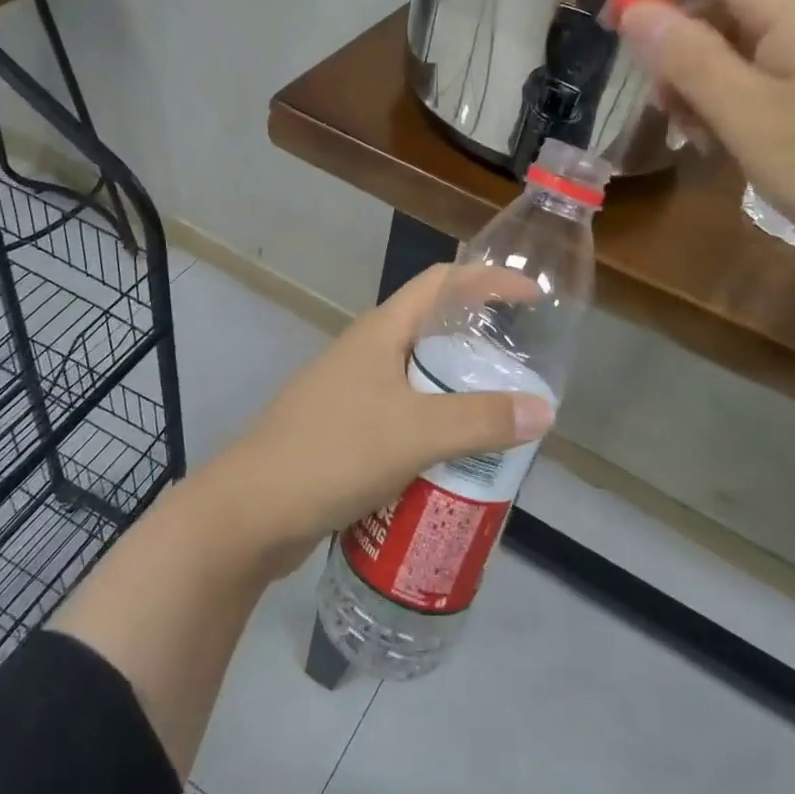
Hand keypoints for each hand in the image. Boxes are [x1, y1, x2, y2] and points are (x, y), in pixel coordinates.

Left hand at [198, 265, 554, 573]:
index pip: (442, 283)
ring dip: (459, 392)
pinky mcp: (346, 430)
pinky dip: (436, 428)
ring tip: (501, 417)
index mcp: (381, 331)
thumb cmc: (333, 453)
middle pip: (434, 330)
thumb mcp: (416, 434)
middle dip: (481, 344)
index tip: (534, 297)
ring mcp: (352, 391)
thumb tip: (544, 410)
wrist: (250, 512)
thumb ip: (480, 421)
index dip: (489, 281)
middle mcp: (367, 352)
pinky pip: (404, 416)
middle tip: (524, 370)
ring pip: (419, 378)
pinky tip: (457, 459)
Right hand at [574, 0, 794, 256]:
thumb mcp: (751, 120)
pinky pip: (763, 54)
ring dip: (697, 70)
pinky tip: (729, 135)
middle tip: (648, 94)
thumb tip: (635, 11)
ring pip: (733, 26)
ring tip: (695, 133)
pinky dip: (730, 85)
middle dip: (665, 32)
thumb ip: (688, 59)